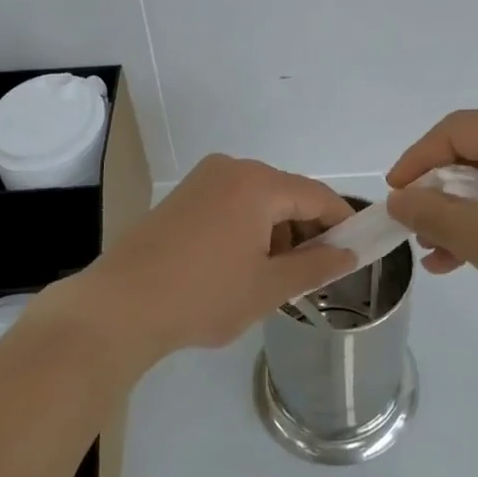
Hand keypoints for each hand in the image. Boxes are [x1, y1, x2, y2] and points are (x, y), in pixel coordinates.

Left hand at [48, 155, 356, 375]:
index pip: (317, 196)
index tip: (358, 250)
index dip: (342, 222)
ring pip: (258, 199)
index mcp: (257, 183)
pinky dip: (248, 228)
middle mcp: (231, 169)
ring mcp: (202, 180)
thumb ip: (317, 266)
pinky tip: (242, 265)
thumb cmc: (203, 296)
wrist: (119, 307)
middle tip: (314, 274)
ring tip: (275, 276)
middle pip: (287, 194)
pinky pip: (232, 203)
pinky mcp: (182, 196)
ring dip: (277, 231)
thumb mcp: (268, 287)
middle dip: (307, 230)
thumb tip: (351, 254)